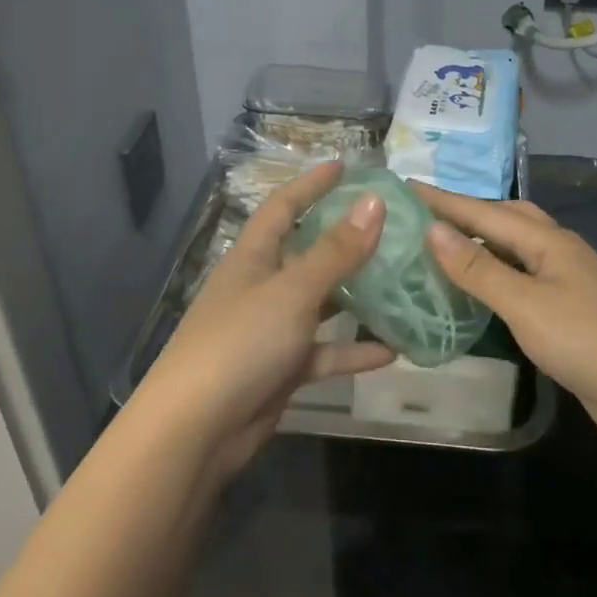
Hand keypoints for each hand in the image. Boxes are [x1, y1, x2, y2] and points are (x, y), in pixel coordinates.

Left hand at [138, 162, 394, 476]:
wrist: (196, 429)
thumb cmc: (241, 343)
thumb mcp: (293, 291)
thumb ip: (336, 251)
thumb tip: (375, 202)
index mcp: (253, 258)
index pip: (283, 208)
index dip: (311, 185)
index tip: (344, 167)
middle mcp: (261, 287)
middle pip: (306, 254)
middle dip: (344, 240)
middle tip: (389, 227)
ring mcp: (270, 330)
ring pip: (320, 304)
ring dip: (356, 297)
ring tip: (401, 284)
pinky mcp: (280, 370)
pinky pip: (323, 352)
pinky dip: (352, 351)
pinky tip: (391, 351)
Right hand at [414, 186, 596, 451]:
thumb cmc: (586, 343)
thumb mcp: (524, 305)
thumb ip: (478, 269)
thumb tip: (434, 230)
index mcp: (549, 241)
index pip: (485, 212)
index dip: (443, 200)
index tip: (405, 186)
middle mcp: (560, 251)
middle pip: (507, 218)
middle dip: (467, 212)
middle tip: (426, 216)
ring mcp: (569, 280)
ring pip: (517, 247)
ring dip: (483, 241)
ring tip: (446, 246)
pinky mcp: (571, 308)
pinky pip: (525, 276)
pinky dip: (497, 272)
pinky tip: (482, 288)